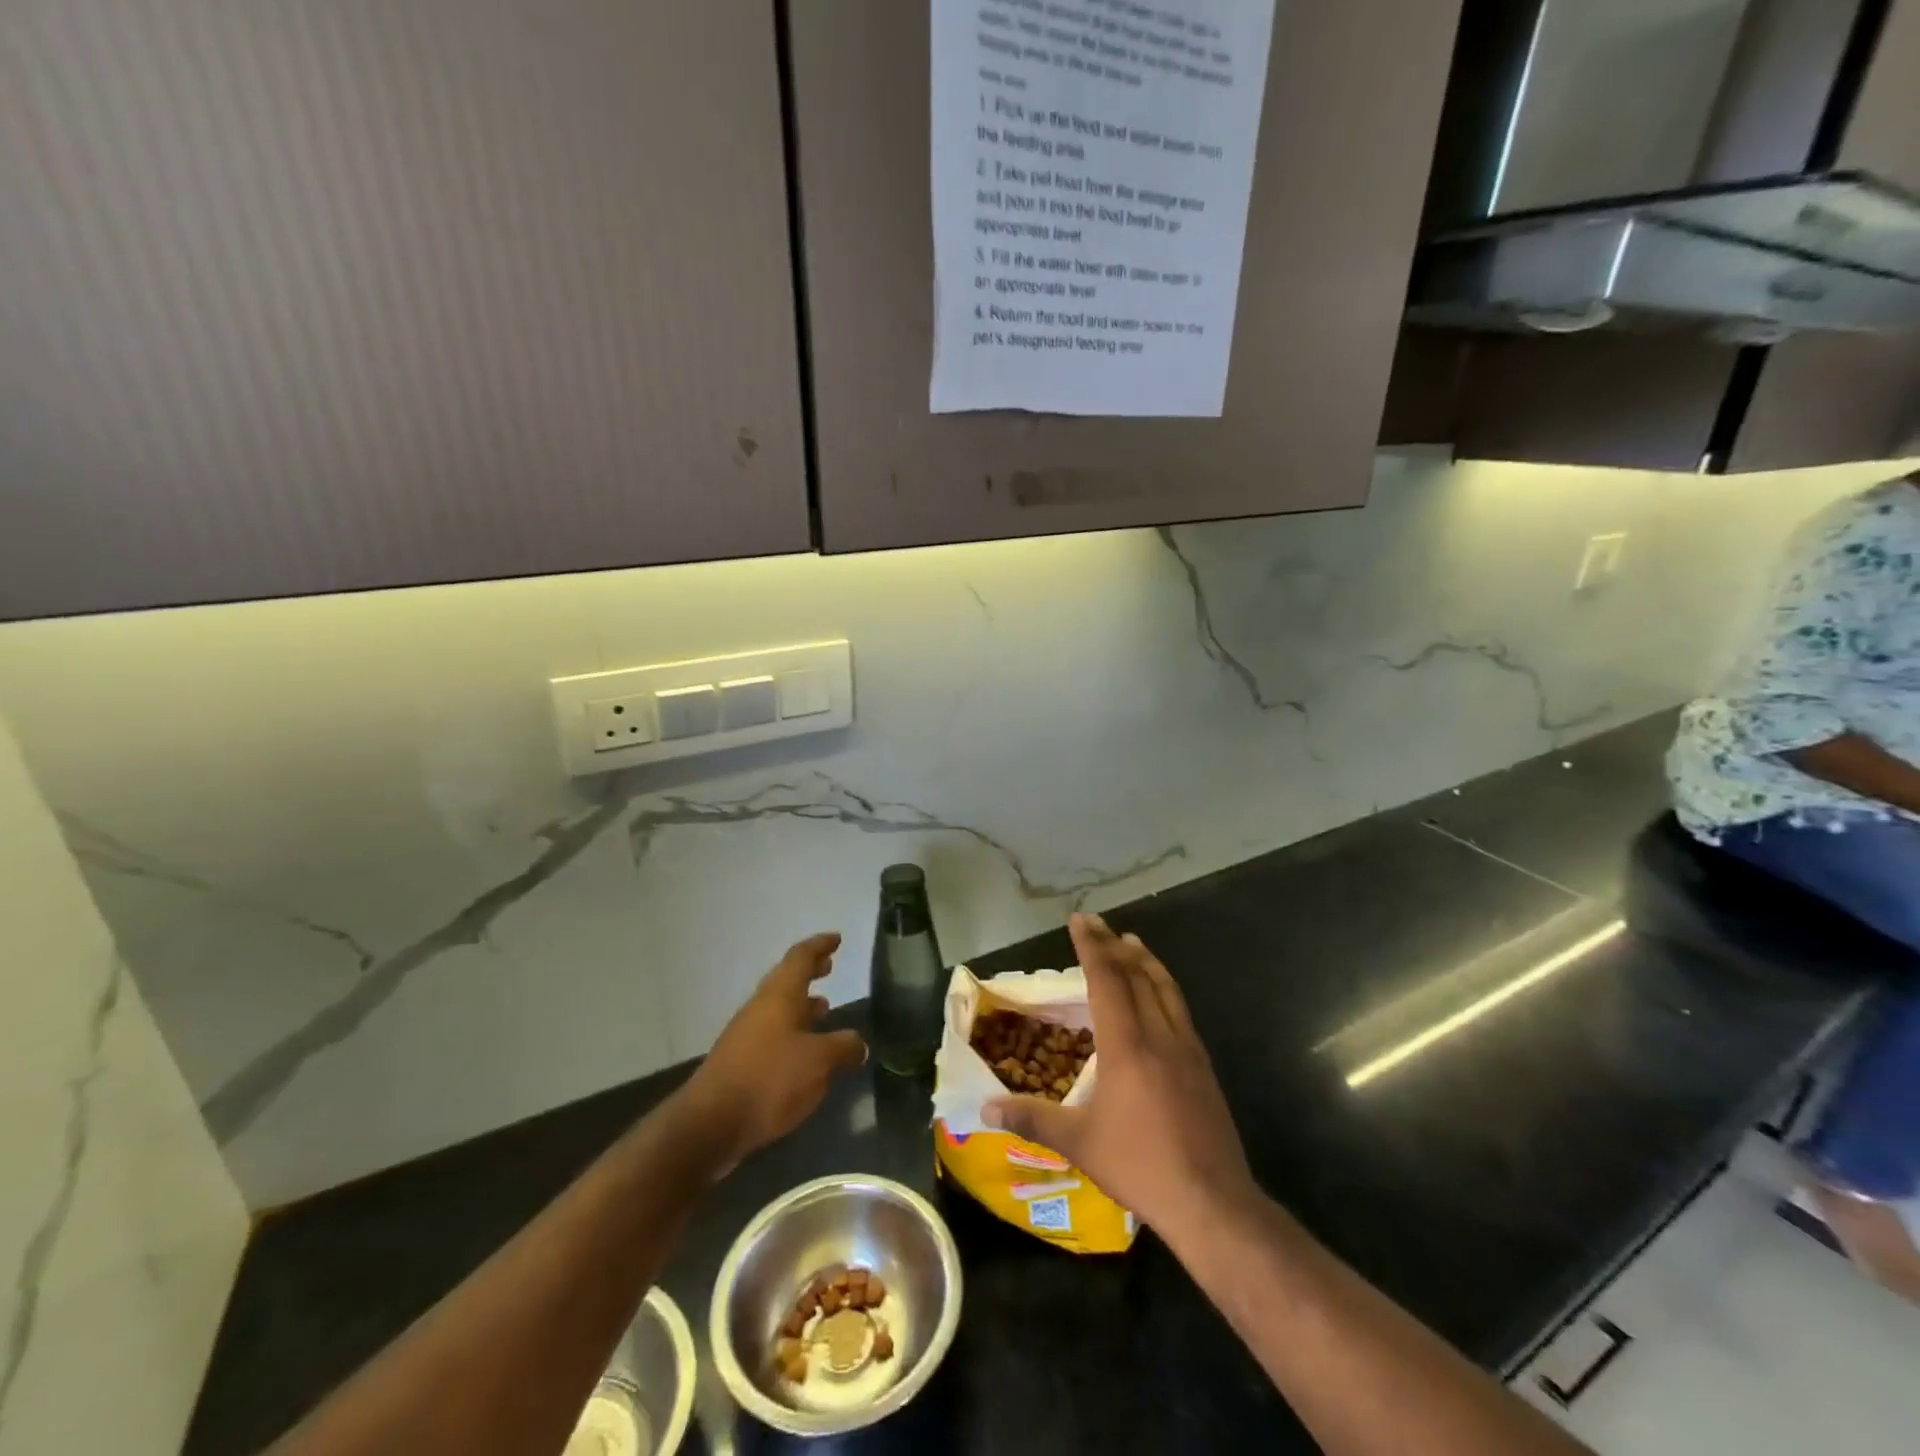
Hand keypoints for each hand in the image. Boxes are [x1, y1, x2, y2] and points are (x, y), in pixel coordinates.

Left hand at [685, 933, 866, 1168]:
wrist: (710, 1124)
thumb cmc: (770, 1079)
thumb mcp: (819, 1061)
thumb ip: (843, 1047)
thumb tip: (858, 1044)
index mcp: (779, 995)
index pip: (800, 957)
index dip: (819, 945)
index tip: (836, 938)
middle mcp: (760, 1008)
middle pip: (787, 979)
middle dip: (810, 971)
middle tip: (829, 966)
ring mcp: (746, 1035)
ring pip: (778, 1008)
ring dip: (801, 1004)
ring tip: (824, 1008)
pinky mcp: (740, 1062)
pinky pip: (772, 1035)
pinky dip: (792, 1032)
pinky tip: (805, 1053)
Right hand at [984, 914, 1256, 1241]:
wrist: (1212, 1202)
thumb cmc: (1140, 1166)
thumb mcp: (1079, 1143)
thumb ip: (1032, 1119)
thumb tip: (985, 1107)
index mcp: (1127, 1044)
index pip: (1107, 980)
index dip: (1091, 947)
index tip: (1080, 920)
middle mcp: (1159, 1034)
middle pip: (1136, 975)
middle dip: (1113, 944)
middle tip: (1096, 922)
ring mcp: (1187, 1048)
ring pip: (1165, 987)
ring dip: (1144, 959)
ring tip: (1130, 941)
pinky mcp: (1203, 1066)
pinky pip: (1179, 1008)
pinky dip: (1163, 985)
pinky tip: (1158, 994)